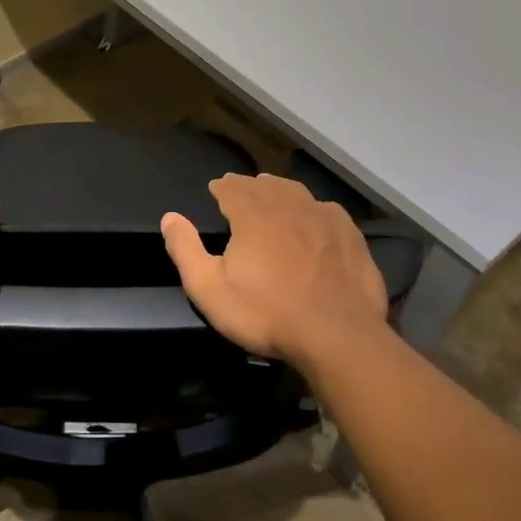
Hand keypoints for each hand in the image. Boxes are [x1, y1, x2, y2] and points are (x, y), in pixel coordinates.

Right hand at [160, 174, 389, 367]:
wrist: (336, 335)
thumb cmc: (266, 312)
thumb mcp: (210, 289)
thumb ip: (186, 250)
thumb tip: (169, 217)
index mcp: (253, 215)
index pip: (233, 188)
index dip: (222, 187)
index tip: (216, 188)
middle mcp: (289, 206)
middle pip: (266, 186)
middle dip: (250, 186)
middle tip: (242, 191)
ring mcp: (324, 219)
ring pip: (298, 193)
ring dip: (281, 192)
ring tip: (274, 197)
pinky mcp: (350, 237)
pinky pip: (327, 211)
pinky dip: (314, 209)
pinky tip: (315, 218)